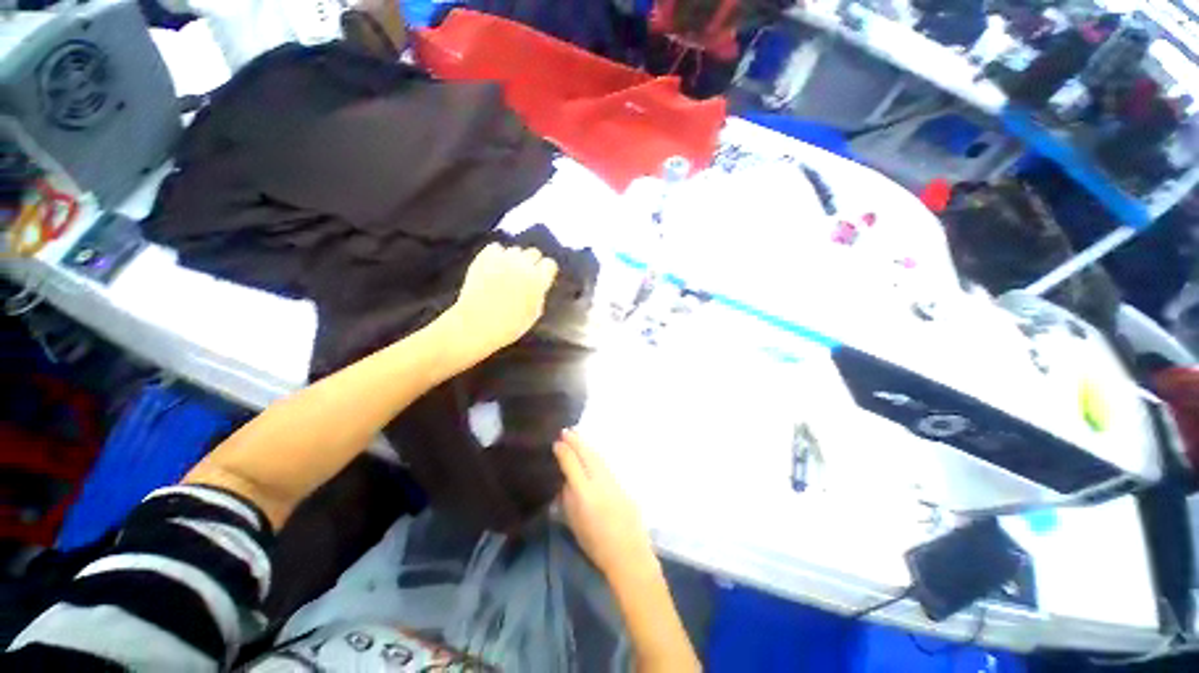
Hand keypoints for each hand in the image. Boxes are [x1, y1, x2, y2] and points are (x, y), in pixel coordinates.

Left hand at [445, 243, 557, 359]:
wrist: (477, 324)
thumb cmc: (509, 326)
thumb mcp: (534, 314)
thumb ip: (539, 295)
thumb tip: (539, 286)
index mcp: (538, 280)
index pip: (549, 264)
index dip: (546, 271)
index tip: (543, 277)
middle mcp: (523, 265)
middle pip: (534, 252)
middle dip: (532, 262)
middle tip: (525, 275)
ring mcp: (503, 259)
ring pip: (515, 250)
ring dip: (514, 259)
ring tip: (508, 271)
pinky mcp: (484, 257)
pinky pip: (495, 248)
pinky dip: (497, 255)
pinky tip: (494, 266)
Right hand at [554, 430, 655, 579]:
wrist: (628, 552)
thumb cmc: (595, 544)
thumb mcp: (574, 523)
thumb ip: (567, 498)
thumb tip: (564, 480)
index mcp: (584, 493)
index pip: (572, 464)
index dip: (563, 451)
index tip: (556, 442)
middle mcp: (599, 482)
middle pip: (586, 455)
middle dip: (575, 441)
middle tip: (566, 430)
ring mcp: (613, 480)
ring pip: (597, 457)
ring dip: (586, 445)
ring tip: (577, 437)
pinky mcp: (622, 483)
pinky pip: (605, 464)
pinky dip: (595, 455)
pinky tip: (592, 453)